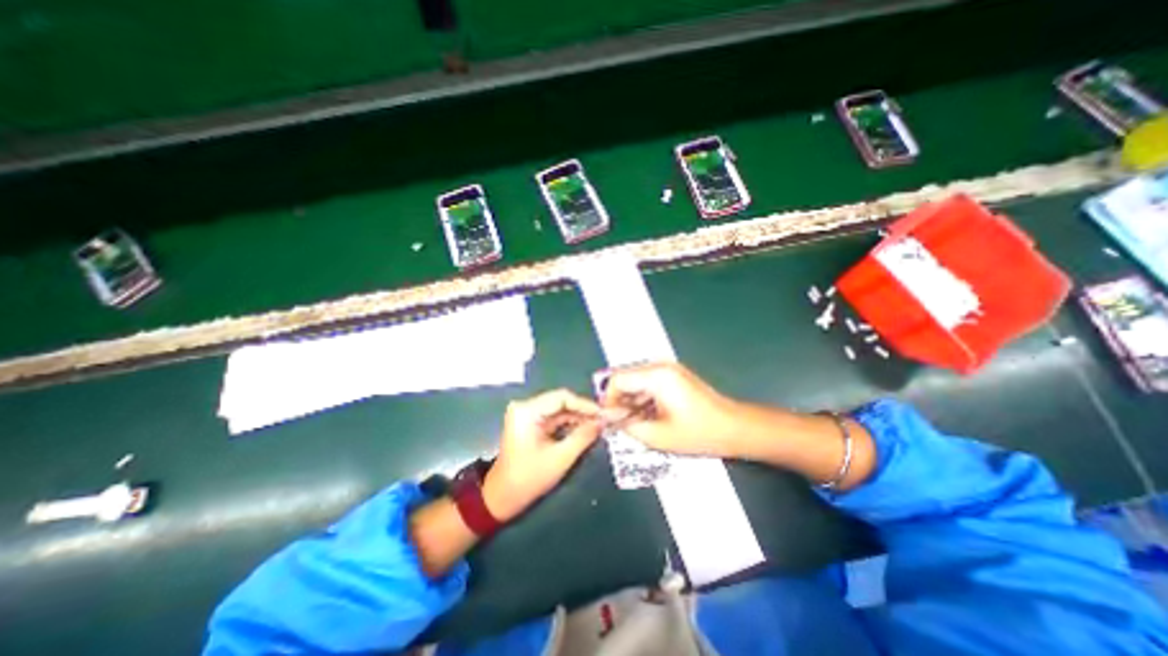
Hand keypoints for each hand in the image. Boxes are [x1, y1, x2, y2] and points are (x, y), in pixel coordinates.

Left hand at [482, 390, 601, 522]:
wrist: (502, 497)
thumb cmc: (529, 478)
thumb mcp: (560, 458)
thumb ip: (583, 436)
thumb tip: (603, 422)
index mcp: (528, 411)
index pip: (562, 397)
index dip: (585, 404)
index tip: (603, 414)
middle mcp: (526, 407)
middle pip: (561, 401)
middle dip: (583, 411)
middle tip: (603, 420)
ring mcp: (527, 414)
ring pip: (559, 409)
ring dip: (578, 418)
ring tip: (597, 426)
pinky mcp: (530, 423)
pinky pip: (554, 418)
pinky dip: (569, 424)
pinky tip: (584, 430)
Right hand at [602, 360, 747, 457]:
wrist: (734, 427)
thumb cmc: (699, 432)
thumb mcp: (658, 436)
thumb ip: (628, 426)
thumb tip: (609, 419)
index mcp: (656, 376)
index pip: (617, 379)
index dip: (608, 399)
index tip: (608, 418)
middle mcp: (660, 366)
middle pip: (626, 378)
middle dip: (619, 400)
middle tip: (620, 423)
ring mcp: (668, 369)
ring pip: (636, 381)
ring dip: (631, 400)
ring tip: (635, 422)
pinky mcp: (674, 375)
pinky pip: (648, 382)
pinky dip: (642, 398)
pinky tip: (648, 416)